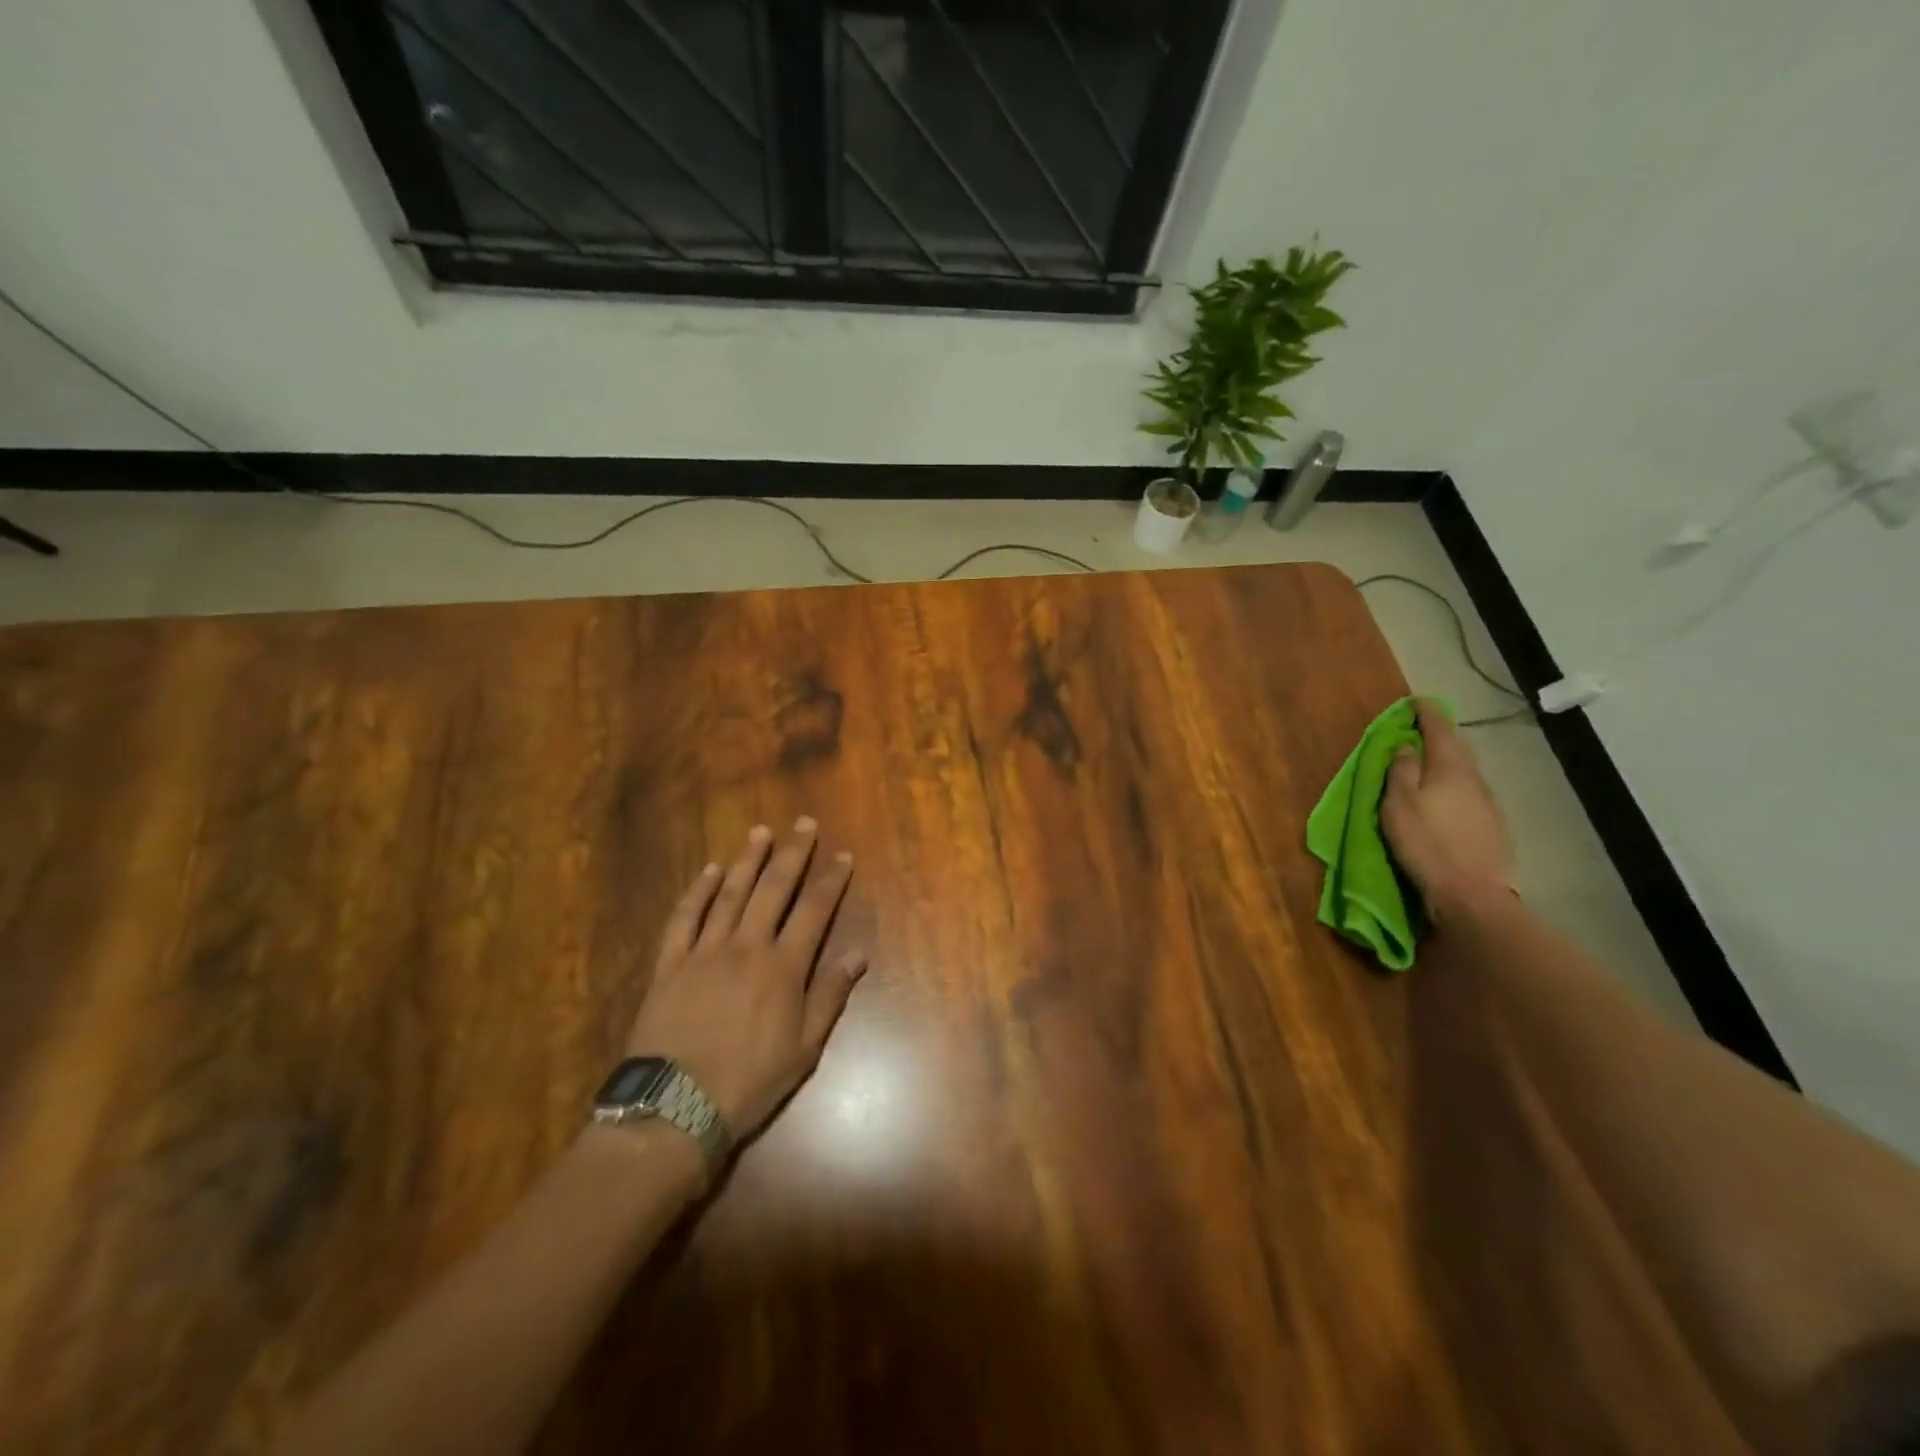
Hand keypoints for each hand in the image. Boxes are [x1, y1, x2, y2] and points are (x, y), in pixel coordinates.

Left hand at [624, 818, 867, 1141]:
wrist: (675, 1107)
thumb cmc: (749, 1082)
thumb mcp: (805, 1049)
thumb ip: (830, 996)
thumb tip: (858, 955)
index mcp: (783, 967)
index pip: (814, 910)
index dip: (831, 880)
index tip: (842, 856)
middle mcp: (746, 946)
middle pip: (773, 889)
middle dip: (792, 853)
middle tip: (803, 823)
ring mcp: (704, 951)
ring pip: (729, 893)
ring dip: (747, 860)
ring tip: (760, 832)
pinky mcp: (669, 963)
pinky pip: (684, 917)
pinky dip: (697, 890)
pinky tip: (708, 870)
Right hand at [1380, 699, 1515, 917]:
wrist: (1473, 894)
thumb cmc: (1427, 843)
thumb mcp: (1399, 804)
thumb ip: (1402, 771)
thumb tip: (1407, 745)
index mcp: (1452, 768)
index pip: (1440, 728)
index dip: (1427, 712)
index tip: (1415, 700)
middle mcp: (1475, 779)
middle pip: (1457, 748)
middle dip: (1438, 735)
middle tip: (1417, 730)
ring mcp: (1487, 804)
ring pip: (1464, 771)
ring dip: (1445, 762)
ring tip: (1425, 763)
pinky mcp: (1491, 827)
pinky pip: (1468, 793)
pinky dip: (1452, 785)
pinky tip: (1442, 797)